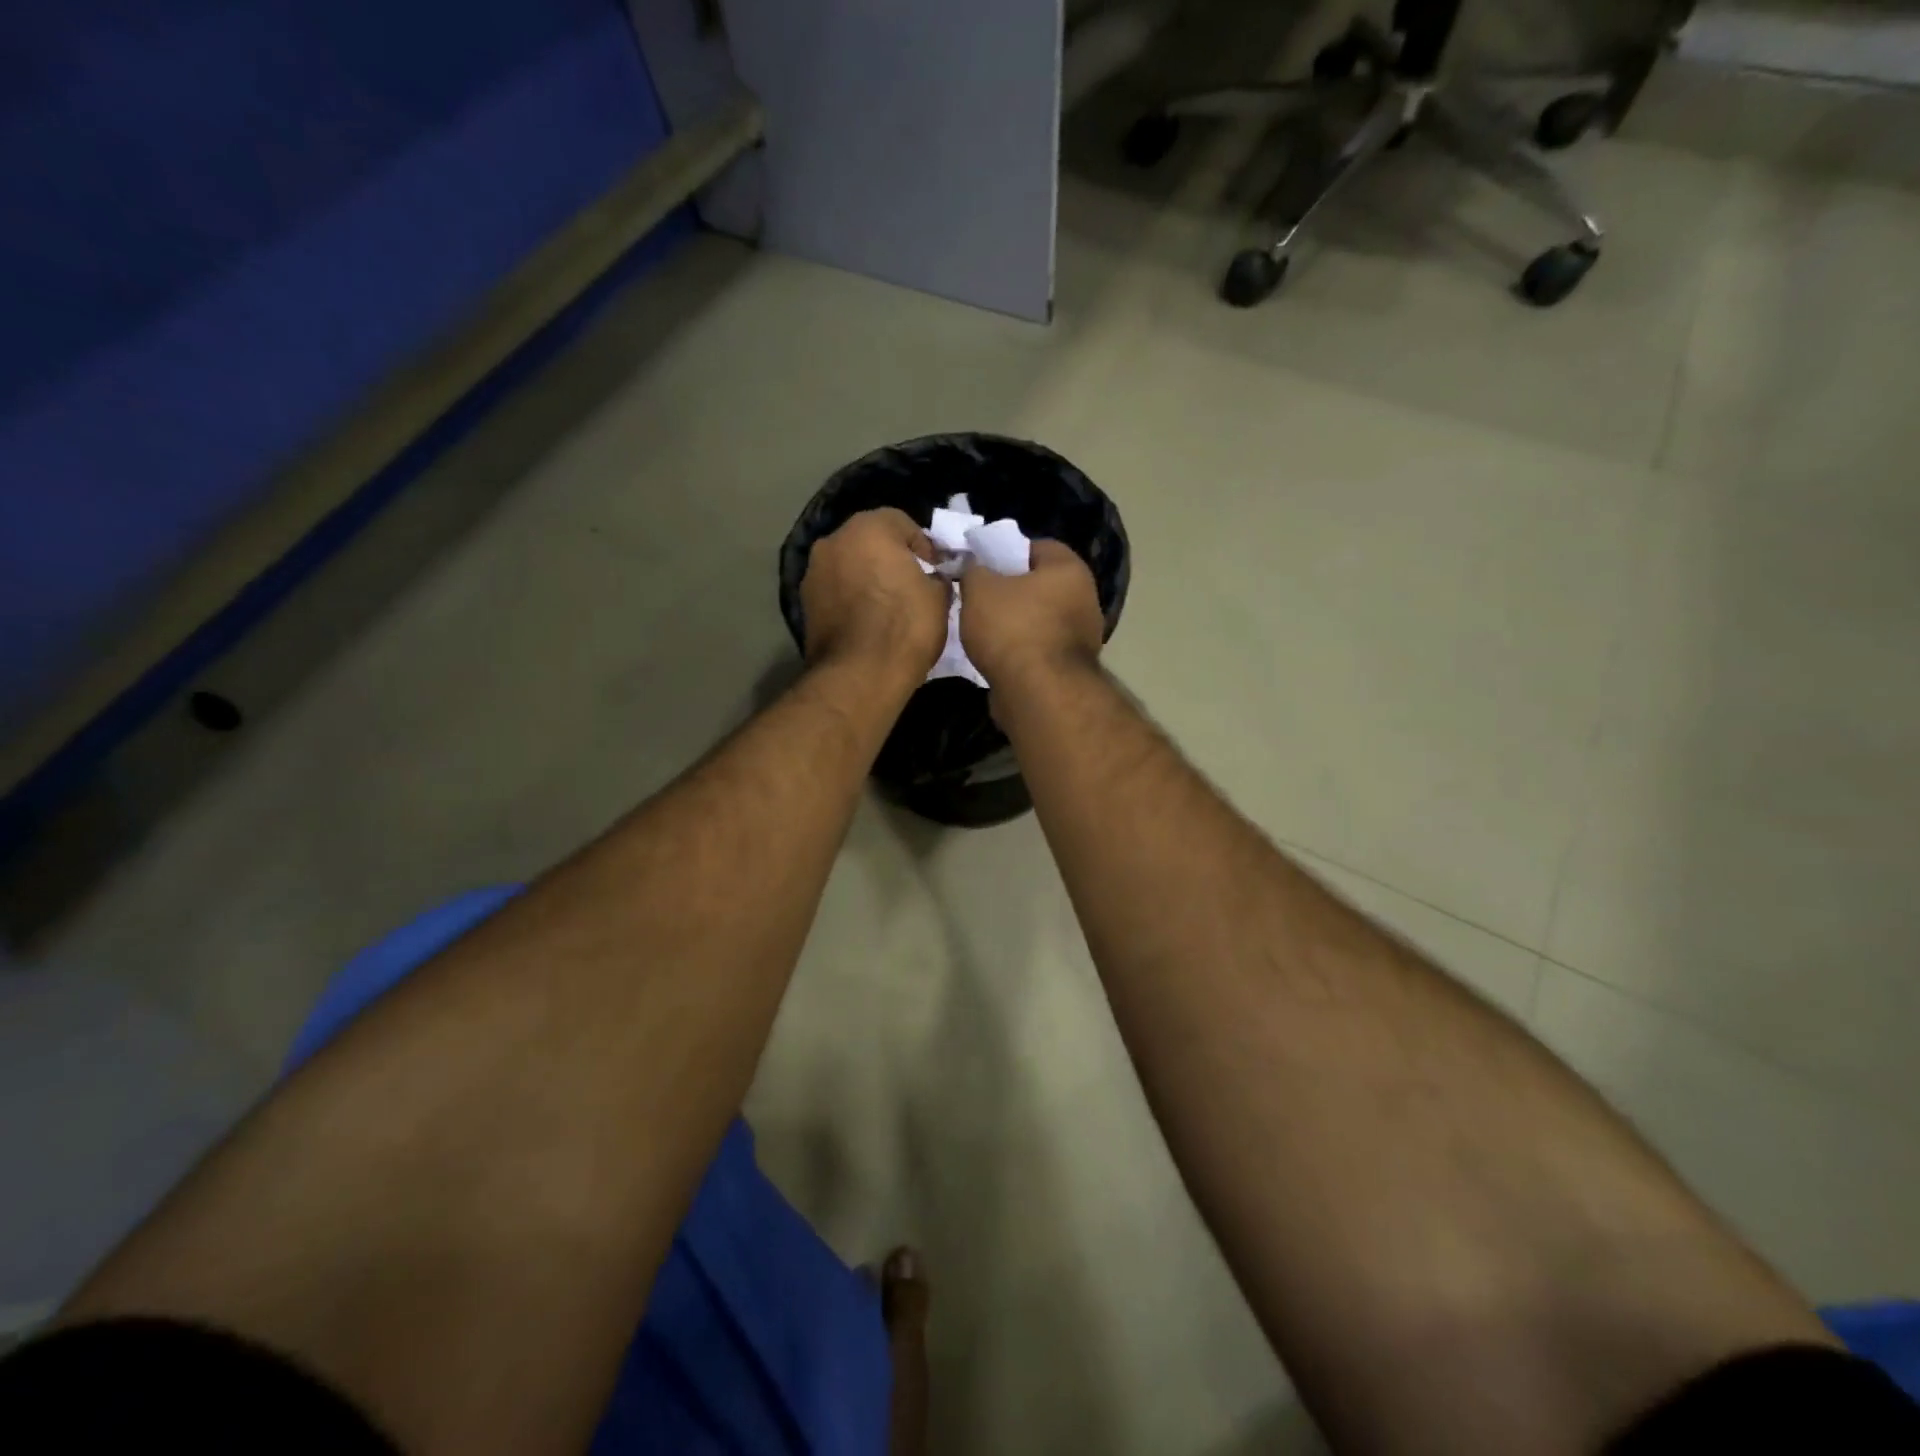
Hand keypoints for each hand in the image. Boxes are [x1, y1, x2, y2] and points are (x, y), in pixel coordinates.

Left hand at [800, 508, 949, 677]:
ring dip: (866, 577)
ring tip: (886, 606)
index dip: (923, 545)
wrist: (860, 675)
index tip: (936, 569)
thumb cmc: (905, 627)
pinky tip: (867, 622)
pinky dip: (850, 599)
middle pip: (869, 541)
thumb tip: (931, 578)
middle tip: (911, 584)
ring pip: (848, 565)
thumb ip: (935, 577)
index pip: (902, 522)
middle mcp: (834, 541)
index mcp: (869, 528)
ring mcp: (813, 572)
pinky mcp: (804, 603)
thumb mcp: (939, 598)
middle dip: (889, 557)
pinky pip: (835, 591)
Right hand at [958, 539, 1103, 688]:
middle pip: (1041, 585)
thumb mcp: (979, 589)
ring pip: (1040, 619)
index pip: (1038, 547)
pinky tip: (997, 657)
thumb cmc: (1012, 628)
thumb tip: (975, 568)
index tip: (982, 566)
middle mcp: (1085, 599)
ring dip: (1015, 624)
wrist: (1038, 693)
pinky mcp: (1071, 669)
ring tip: (983, 630)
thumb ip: (975, 570)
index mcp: (1069, 569)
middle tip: (979, 598)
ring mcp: (1082, 637)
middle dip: (1010, 591)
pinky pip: (1040, 649)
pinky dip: (1021, 651)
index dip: (1006, 552)